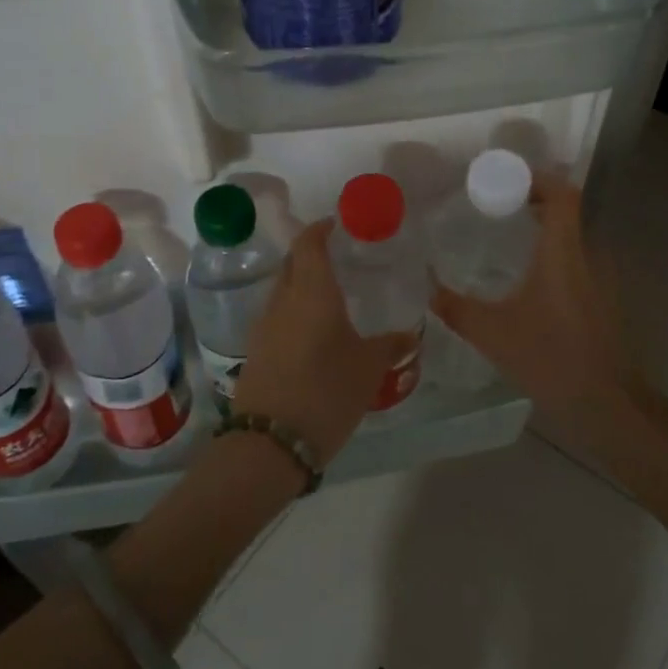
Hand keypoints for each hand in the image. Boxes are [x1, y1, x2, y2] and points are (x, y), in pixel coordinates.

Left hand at [233, 219, 416, 465]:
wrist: (270, 443)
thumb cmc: (326, 392)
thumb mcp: (369, 369)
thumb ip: (391, 346)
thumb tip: (411, 334)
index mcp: (311, 292)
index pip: (309, 244)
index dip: (321, 229)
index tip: (339, 225)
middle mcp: (282, 301)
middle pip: (292, 264)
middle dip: (312, 255)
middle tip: (341, 260)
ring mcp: (263, 327)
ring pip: (283, 292)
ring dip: (303, 286)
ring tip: (333, 299)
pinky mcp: (256, 352)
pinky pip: (278, 318)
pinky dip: (295, 313)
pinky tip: (315, 334)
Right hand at [430, 174, 637, 452]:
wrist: (605, 402)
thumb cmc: (550, 358)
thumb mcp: (492, 333)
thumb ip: (455, 307)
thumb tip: (425, 287)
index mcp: (562, 253)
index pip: (562, 195)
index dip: (538, 179)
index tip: (506, 180)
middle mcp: (586, 257)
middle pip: (566, 212)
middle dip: (533, 202)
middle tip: (494, 207)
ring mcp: (599, 279)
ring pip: (571, 238)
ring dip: (543, 230)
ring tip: (505, 237)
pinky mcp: (601, 301)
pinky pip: (575, 261)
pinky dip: (551, 256)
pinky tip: (526, 280)